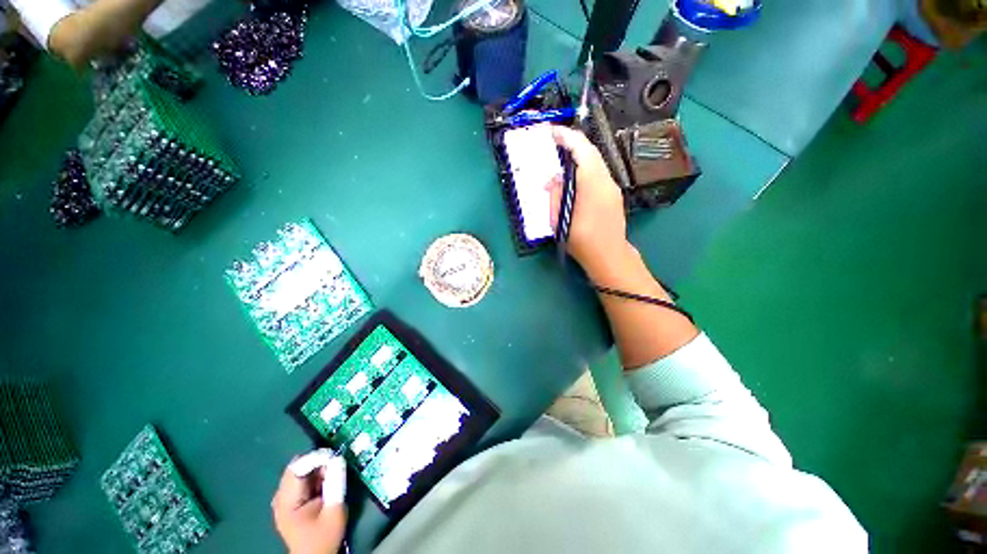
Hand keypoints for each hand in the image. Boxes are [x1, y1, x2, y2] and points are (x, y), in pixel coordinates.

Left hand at [272, 454, 346, 553]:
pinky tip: (324, 483)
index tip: (335, 455)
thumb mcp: (334, 511)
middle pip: (296, 468)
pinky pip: (300, 480)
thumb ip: (336, 483)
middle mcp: (280, 498)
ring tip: (331, 476)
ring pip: (299, 472)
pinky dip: (314, 476)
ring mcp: (283, 500)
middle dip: (317, 462)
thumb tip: (339, 458)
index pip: (296, 469)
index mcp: (287, 502)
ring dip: (316, 469)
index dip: (316, 458)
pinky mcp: (289, 502)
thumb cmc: (324, 537)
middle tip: (335, 465)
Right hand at [547, 126, 629, 275]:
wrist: (609, 256)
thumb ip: (555, 194)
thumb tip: (553, 178)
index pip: (581, 149)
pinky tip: (575, 179)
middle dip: (572, 144)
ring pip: (596, 162)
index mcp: (592, 183)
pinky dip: (585, 169)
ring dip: (579, 156)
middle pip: (591, 152)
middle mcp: (606, 180)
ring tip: (562, 160)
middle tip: (554, 143)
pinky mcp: (613, 196)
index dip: (566, 137)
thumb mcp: (560, 219)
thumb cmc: (581, 240)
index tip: (552, 132)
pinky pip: (599, 174)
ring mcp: (612, 188)